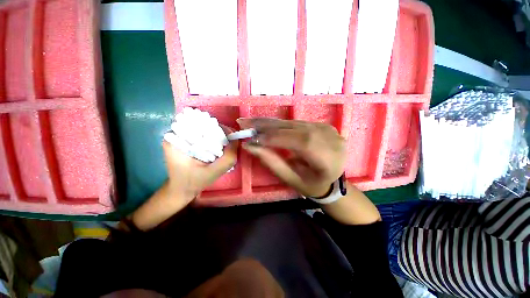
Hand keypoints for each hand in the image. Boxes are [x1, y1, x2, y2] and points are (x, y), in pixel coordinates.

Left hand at [162, 126, 237, 202]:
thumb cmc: (193, 183)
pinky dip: (212, 139)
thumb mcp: (213, 173)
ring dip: (216, 136)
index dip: (218, 129)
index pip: (200, 124)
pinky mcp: (184, 141)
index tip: (231, 138)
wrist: (181, 190)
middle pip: (202, 125)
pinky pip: (202, 134)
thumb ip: (227, 158)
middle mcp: (175, 135)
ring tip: (224, 146)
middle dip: (219, 133)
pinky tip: (217, 147)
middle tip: (229, 143)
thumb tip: (236, 140)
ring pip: (204, 129)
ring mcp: (179, 137)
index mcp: (176, 141)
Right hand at [237, 118, 345, 197]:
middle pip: (294, 128)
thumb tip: (250, 146)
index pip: (298, 142)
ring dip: (270, 123)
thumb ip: (272, 162)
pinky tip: (265, 123)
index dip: (273, 139)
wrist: (333, 180)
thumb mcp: (292, 179)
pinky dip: (279, 124)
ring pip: (293, 123)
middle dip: (266, 126)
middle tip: (244, 122)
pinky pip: (296, 123)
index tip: (251, 139)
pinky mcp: (321, 125)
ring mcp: (327, 129)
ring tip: (251, 122)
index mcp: (328, 158)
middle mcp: (329, 138)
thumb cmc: (312, 185)